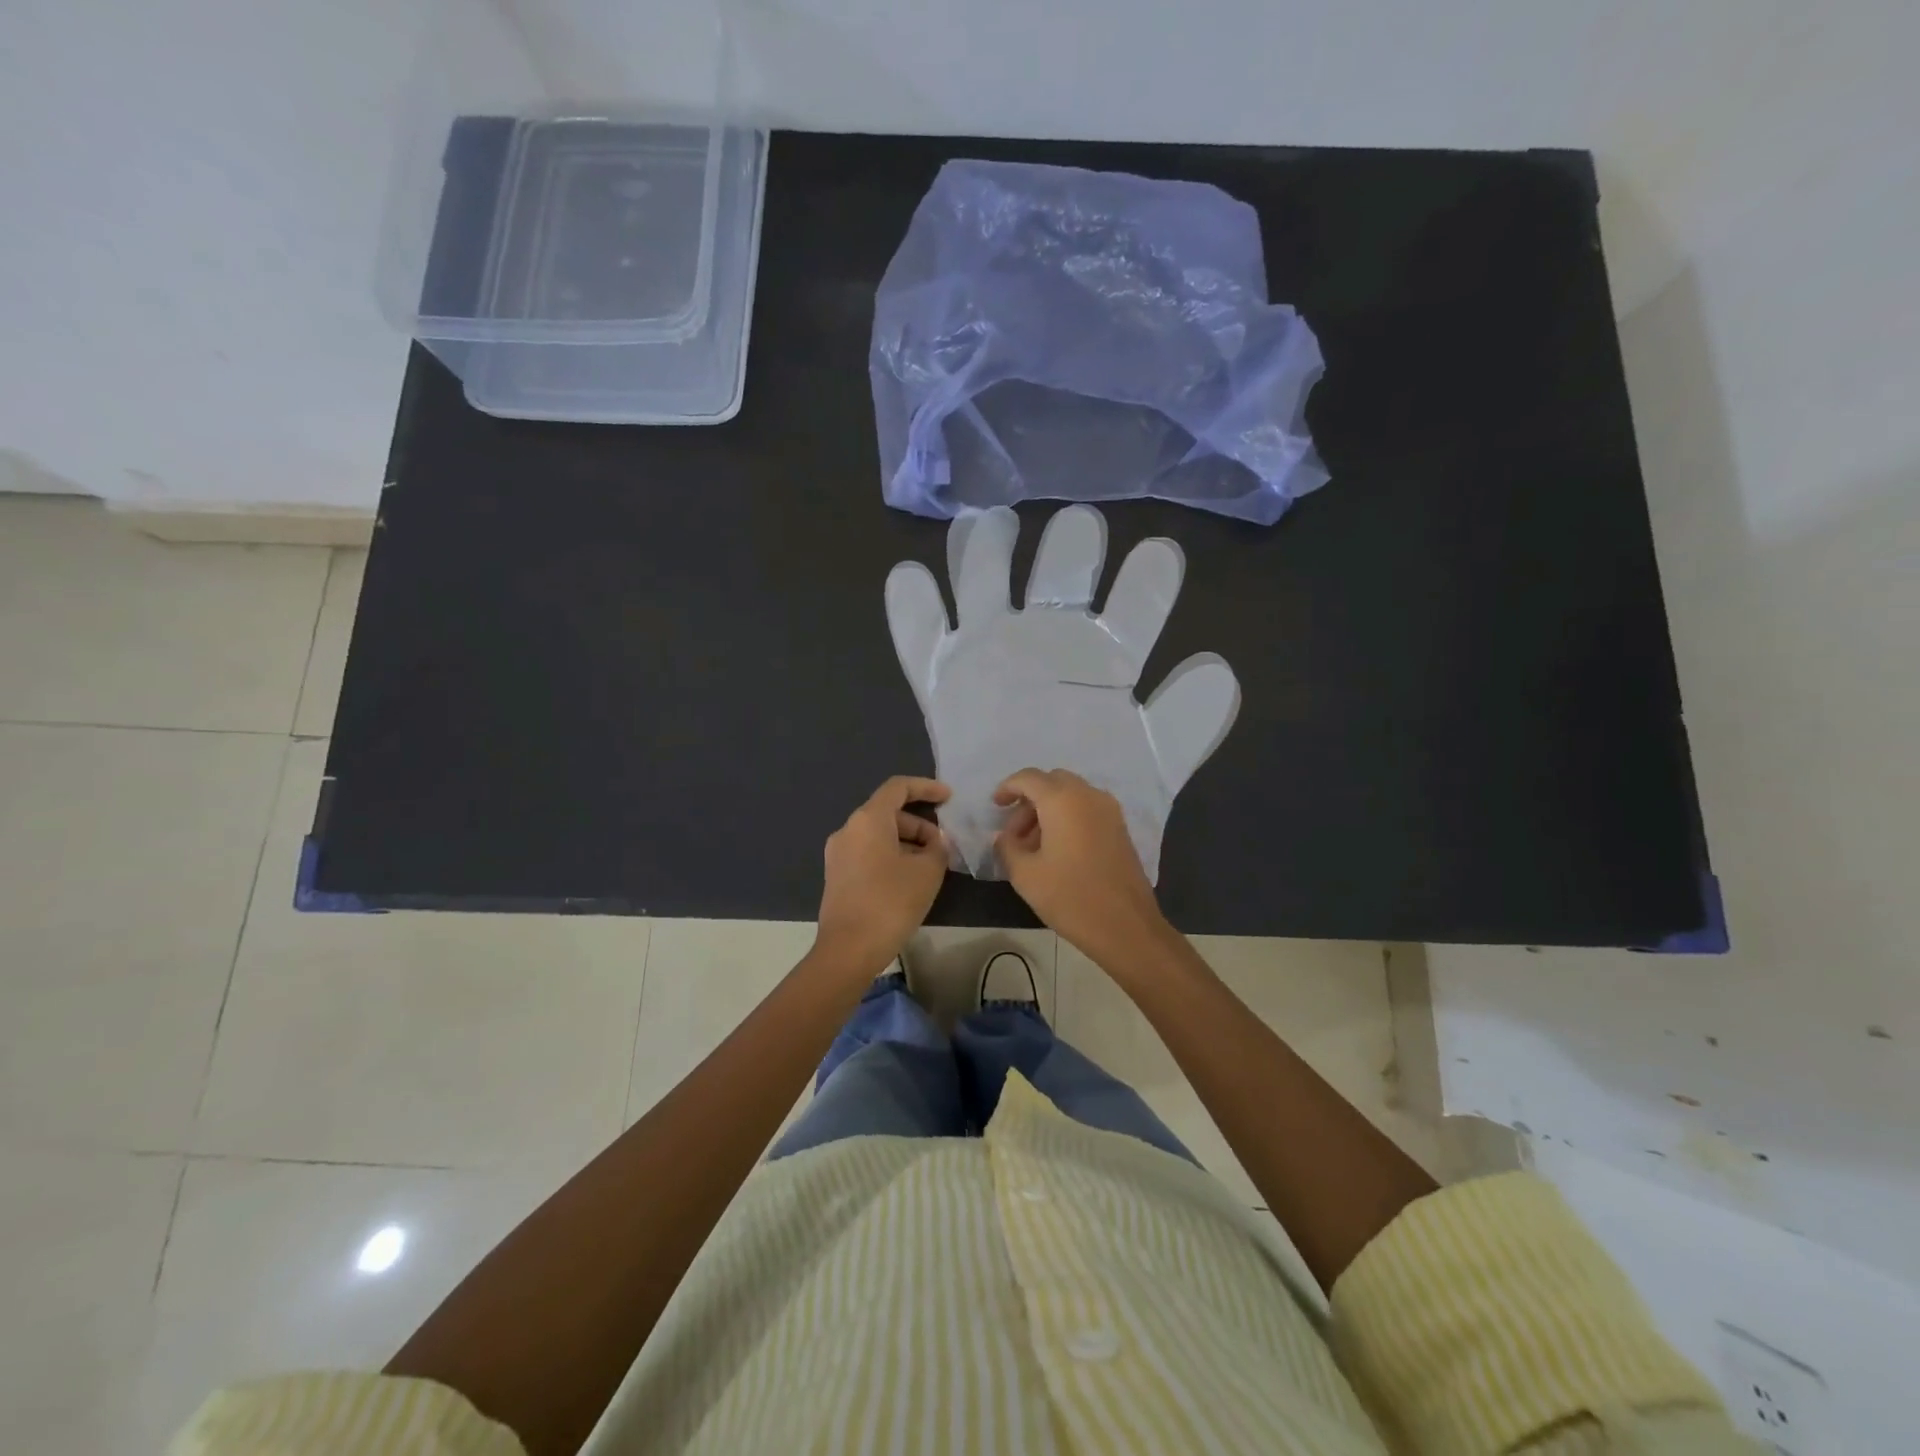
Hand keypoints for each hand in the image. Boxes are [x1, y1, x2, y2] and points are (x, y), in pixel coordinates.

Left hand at [815, 776, 951, 976]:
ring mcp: (838, 853)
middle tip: (942, 848)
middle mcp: (848, 829)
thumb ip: (938, 848)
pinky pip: (868, 853)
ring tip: (930, 867)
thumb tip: (935, 843)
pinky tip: (909, 880)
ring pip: (879, 835)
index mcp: (868, 819)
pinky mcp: (837, 875)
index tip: (949, 797)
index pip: (898, 787)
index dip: (926, 788)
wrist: (848, 949)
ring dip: (907, 843)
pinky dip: (891, 856)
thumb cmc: (891, 902)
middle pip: (889, 813)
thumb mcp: (928, 872)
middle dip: (919, 825)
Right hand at [993, 768, 1174, 964]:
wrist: (1125, 927)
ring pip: (1071, 795)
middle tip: (1014, 832)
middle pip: (1052, 782)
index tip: (995, 806)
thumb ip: (1007, 847)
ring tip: (1032, 846)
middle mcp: (1088, 795)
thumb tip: (1004, 836)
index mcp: (1063, 800)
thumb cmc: (1070, 897)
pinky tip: (1057, 850)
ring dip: (1048, 810)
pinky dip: (1068, 818)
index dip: (1008, 787)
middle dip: (1029, 800)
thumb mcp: (1025, 875)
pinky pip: (1087, 809)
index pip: (1029, 778)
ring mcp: (1109, 811)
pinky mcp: (1120, 828)